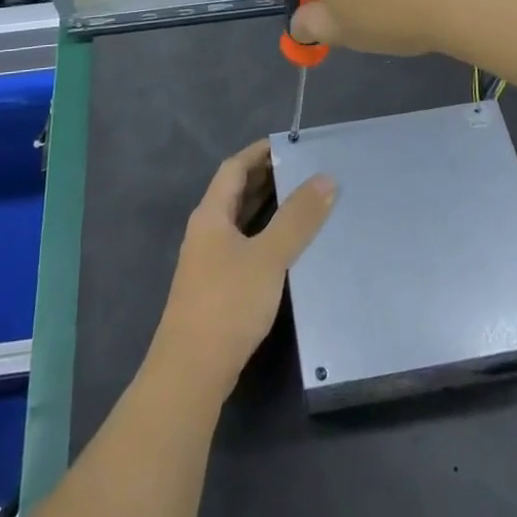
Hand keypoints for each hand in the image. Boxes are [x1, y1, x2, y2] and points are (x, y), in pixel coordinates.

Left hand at [150, 141, 335, 401]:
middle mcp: (206, 232)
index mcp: (211, 214)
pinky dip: (264, 235)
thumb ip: (297, 218)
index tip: (291, 144)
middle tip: (304, 169)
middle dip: (266, 178)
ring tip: (303, 201)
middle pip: (235, 193)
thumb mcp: (268, 256)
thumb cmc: (228, 303)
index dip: (259, 153)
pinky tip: (287, 248)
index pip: (234, 168)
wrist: (191, 372)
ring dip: (267, 208)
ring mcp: (209, 262)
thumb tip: (326, 178)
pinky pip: (244, 246)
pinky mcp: (217, 288)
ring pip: (240, 221)